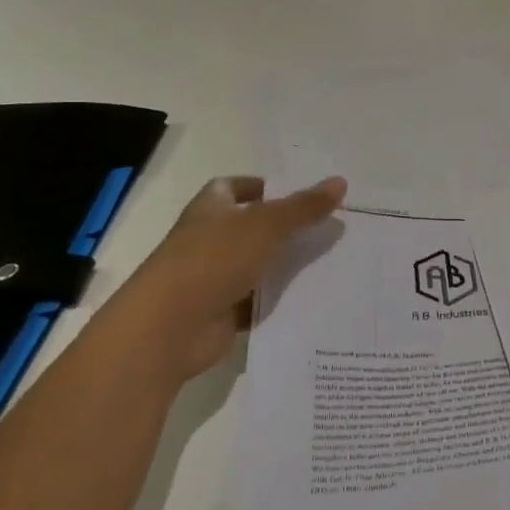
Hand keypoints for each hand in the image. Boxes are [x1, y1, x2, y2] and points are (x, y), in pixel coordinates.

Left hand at [85, 175, 345, 385]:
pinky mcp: (224, 311)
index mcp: (212, 208)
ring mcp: (216, 277)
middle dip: (290, 227)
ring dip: (289, 265)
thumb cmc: (213, 260)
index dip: (265, 187)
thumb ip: (303, 206)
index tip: (302, 193)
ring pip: (262, 265)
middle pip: (255, 227)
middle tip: (333, 226)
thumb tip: (340, 182)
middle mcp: (212, 239)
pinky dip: (281, 300)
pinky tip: (316, 297)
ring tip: (336, 260)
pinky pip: (260, 300)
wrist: (169, 328)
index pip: (236, 188)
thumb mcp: (266, 225)